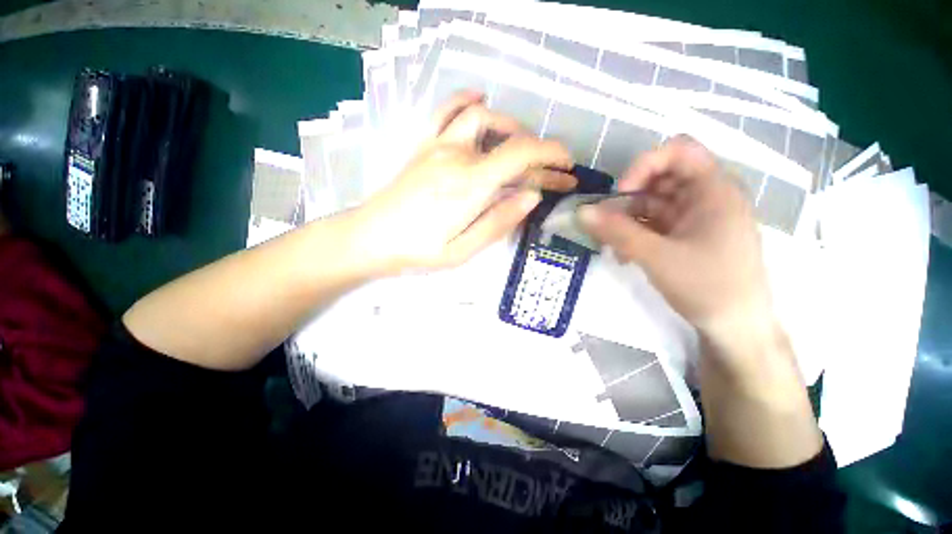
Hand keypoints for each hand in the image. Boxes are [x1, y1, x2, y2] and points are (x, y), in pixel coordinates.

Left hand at [354, 92, 576, 272]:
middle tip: (554, 174)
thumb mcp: (463, 251)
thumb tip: (532, 196)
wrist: (369, 238)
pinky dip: (467, 101)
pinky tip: (481, 101)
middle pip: (509, 141)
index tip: (568, 167)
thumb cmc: (417, 251)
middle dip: (540, 155)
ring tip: (524, 146)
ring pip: (483, 118)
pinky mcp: (424, 146)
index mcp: (470, 185)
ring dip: (511, 128)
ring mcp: (438, 146)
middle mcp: (457, 156)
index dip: (551, 155)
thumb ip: (498, 222)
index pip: (521, 154)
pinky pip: (446, 111)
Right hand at [579, 136, 772, 347]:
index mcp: (714, 190)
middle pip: (661, 179)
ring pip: (653, 203)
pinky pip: (656, 224)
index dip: (644, 165)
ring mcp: (697, 218)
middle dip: (628, 198)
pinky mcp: (688, 236)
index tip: (620, 193)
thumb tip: (580, 212)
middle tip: (606, 222)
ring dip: (627, 220)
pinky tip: (623, 254)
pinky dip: (636, 234)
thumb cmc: (706, 286)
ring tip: (610, 244)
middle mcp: (708, 197)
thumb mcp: (656, 256)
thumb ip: (615, 231)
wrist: (735, 328)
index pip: (678, 151)